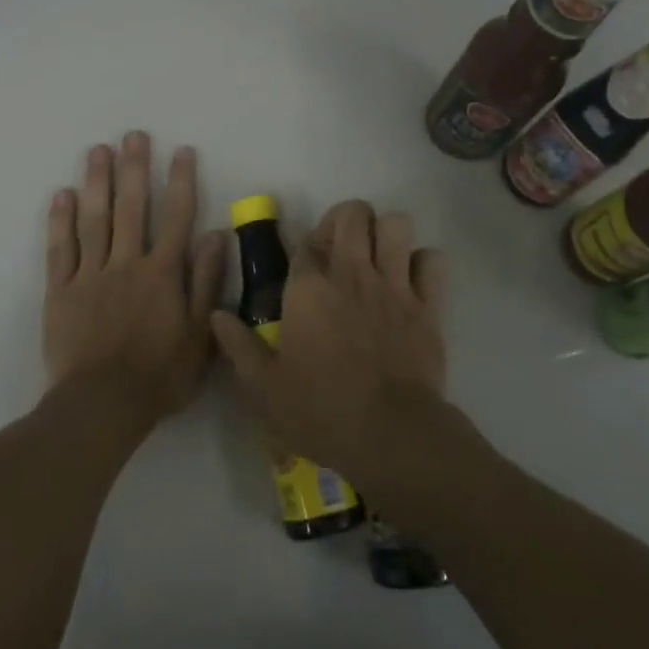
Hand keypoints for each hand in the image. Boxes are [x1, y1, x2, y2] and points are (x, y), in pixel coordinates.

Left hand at [43, 132, 226, 431]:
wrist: (103, 405)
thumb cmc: (160, 375)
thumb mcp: (199, 335)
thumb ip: (205, 283)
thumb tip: (215, 236)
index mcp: (163, 274)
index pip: (176, 217)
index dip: (180, 182)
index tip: (181, 151)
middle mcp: (127, 263)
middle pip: (131, 208)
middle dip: (134, 168)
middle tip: (133, 134)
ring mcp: (90, 275)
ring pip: (94, 220)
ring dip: (97, 182)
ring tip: (97, 150)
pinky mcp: (61, 291)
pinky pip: (61, 249)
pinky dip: (61, 220)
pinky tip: (62, 194)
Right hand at [210, 200, 446, 489]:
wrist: (389, 434)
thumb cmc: (320, 410)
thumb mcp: (262, 387)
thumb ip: (238, 346)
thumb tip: (215, 315)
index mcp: (308, 288)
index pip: (306, 241)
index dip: (307, 246)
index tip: (307, 269)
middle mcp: (351, 273)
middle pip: (353, 214)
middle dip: (346, 220)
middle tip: (341, 249)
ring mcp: (393, 285)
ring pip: (396, 224)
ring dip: (386, 234)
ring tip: (377, 258)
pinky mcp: (428, 305)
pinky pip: (433, 260)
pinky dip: (423, 264)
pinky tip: (411, 282)